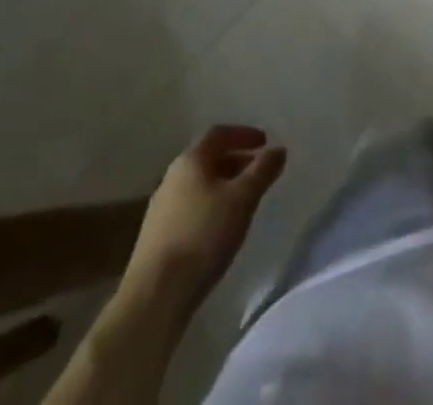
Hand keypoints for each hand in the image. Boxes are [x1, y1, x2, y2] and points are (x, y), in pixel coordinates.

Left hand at [126, 124, 285, 292]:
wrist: (154, 297)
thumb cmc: (203, 236)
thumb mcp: (243, 198)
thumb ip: (263, 170)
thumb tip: (278, 150)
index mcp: (190, 161)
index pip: (219, 134)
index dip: (244, 134)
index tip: (265, 142)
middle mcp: (171, 178)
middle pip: (207, 159)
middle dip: (236, 161)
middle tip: (258, 172)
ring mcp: (160, 210)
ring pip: (198, 186)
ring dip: (223, 186)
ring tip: (244, 202)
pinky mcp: (156, 239)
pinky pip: (189, 210)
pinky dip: (210, 208)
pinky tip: (220, 229)